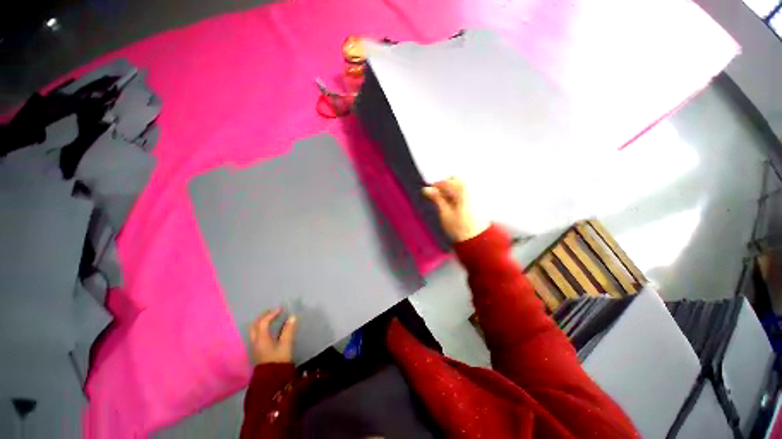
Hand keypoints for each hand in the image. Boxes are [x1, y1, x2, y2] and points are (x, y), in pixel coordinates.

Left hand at [249, 309, 296, 364]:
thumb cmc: (279, 360)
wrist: (271, 379)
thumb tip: (293, 317)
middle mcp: (255, 341)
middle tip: (273, 312)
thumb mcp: (286, 344)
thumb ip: (289, 330)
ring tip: (271, 319)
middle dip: (263, 316)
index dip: (272, 314)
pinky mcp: (257, 351)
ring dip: (261, 322)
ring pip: (254, 330)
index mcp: (261, 338)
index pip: (264, 322)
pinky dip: (262, 328)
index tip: (281, 309)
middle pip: (255, 325)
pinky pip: (257, 335)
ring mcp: (255, 347)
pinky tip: (270, 330)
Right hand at [423, 177, 489, 242]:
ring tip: (445, 203)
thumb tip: (426, 189)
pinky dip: (458, 194)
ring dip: (452, 190)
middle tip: (437, 196)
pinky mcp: (479, 200)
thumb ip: (436, 198)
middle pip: (455, 179)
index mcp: (462, 190)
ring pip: (461, 185)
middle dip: (445, 185)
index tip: (427, 192)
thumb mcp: (445, 213)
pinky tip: (455, 205)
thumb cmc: (460, 228)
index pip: (445, 182)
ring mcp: (477, 194)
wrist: (479, 240)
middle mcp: (471, 188)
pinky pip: (467, 191)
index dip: (434, 187)